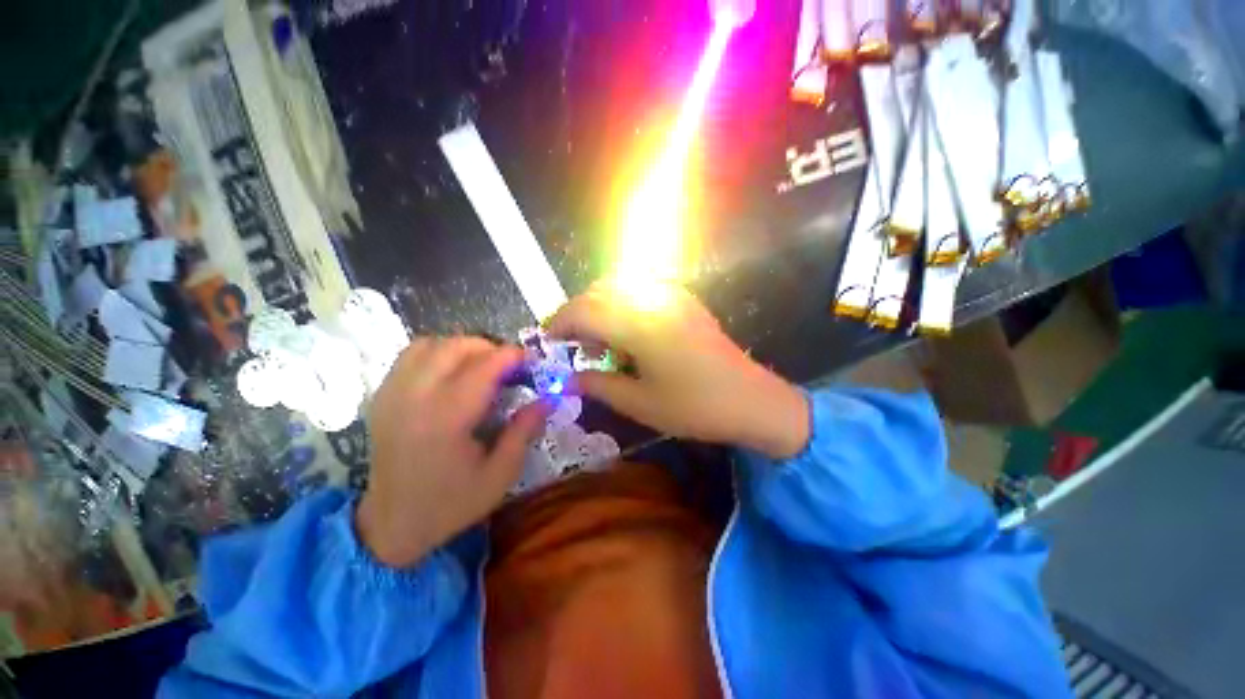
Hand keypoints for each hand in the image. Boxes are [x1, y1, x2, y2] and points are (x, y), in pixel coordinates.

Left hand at [357, 337, 548, 567]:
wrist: (392, 524)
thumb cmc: (451, 503)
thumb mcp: (500, 475)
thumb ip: (524, 431)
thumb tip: (546, 399)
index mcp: (447, 418)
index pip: (484, 366)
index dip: (513, 356)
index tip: (532, 361)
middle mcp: (415, 397)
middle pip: (456, 346)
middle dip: (490, 347)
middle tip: (509, 366)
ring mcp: (393, 394)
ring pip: (430, 344)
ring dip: (461, 347)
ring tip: (480, 366)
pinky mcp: (382, 397)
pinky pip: (409, 355)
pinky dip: (436, 353)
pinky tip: (450, 373)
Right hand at [547, 280, 808, 458]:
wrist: (751, 400)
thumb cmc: (695, 408)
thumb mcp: (640, 403)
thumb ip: (598, 385)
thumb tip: (569, 378)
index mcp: (640, 324)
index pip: (584, 310)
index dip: (560, 323)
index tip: (548, 341)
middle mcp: (654, 299)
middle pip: (598, 292)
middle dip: (576, 314)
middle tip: (572, 344)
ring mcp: (672, 295)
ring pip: (618, 285)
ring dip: (598, 306)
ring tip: (598, 339)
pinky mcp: (684, 300)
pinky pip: (640, 289)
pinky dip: (621, 302)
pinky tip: (625, 329)